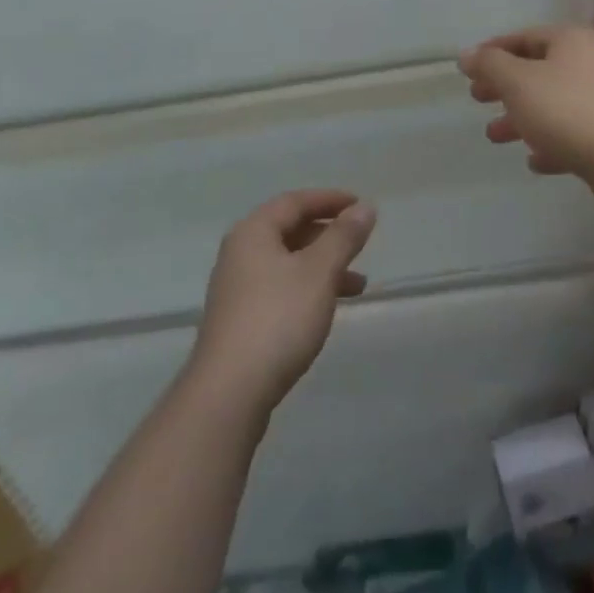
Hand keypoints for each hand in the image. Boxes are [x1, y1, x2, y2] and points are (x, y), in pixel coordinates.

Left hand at [191, 190, 376, 416]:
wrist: (229, 393)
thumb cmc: (278, 319)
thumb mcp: (319, 272)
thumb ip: (343, 237)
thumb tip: (365, 208)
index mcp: (254, 232)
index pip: (295, 201)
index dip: (330, 200)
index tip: (360, 206)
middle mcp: (240, 253)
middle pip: (290, 230)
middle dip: (329, 235)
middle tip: (360, 243)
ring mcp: (237, 288)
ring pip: (288, 262)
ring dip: (323, 266)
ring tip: (359, 285)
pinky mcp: (241, 319)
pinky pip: (281, 288)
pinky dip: (309, 289)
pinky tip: (327, 309)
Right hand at [459, 26, 593, 209]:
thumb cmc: (566, 112)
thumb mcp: (517, 82)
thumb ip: (489, 65)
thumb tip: (467, 54)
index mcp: (571, 41)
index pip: (524, 37)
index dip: (493, 51)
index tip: (468, 69)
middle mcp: (590, 63)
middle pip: (537, 69)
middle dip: (504, 86)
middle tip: (477, 98)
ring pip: (552, 103)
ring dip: (521, 118)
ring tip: (494, 135)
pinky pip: (571, 133)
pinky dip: (549, 142)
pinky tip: (534, 161)